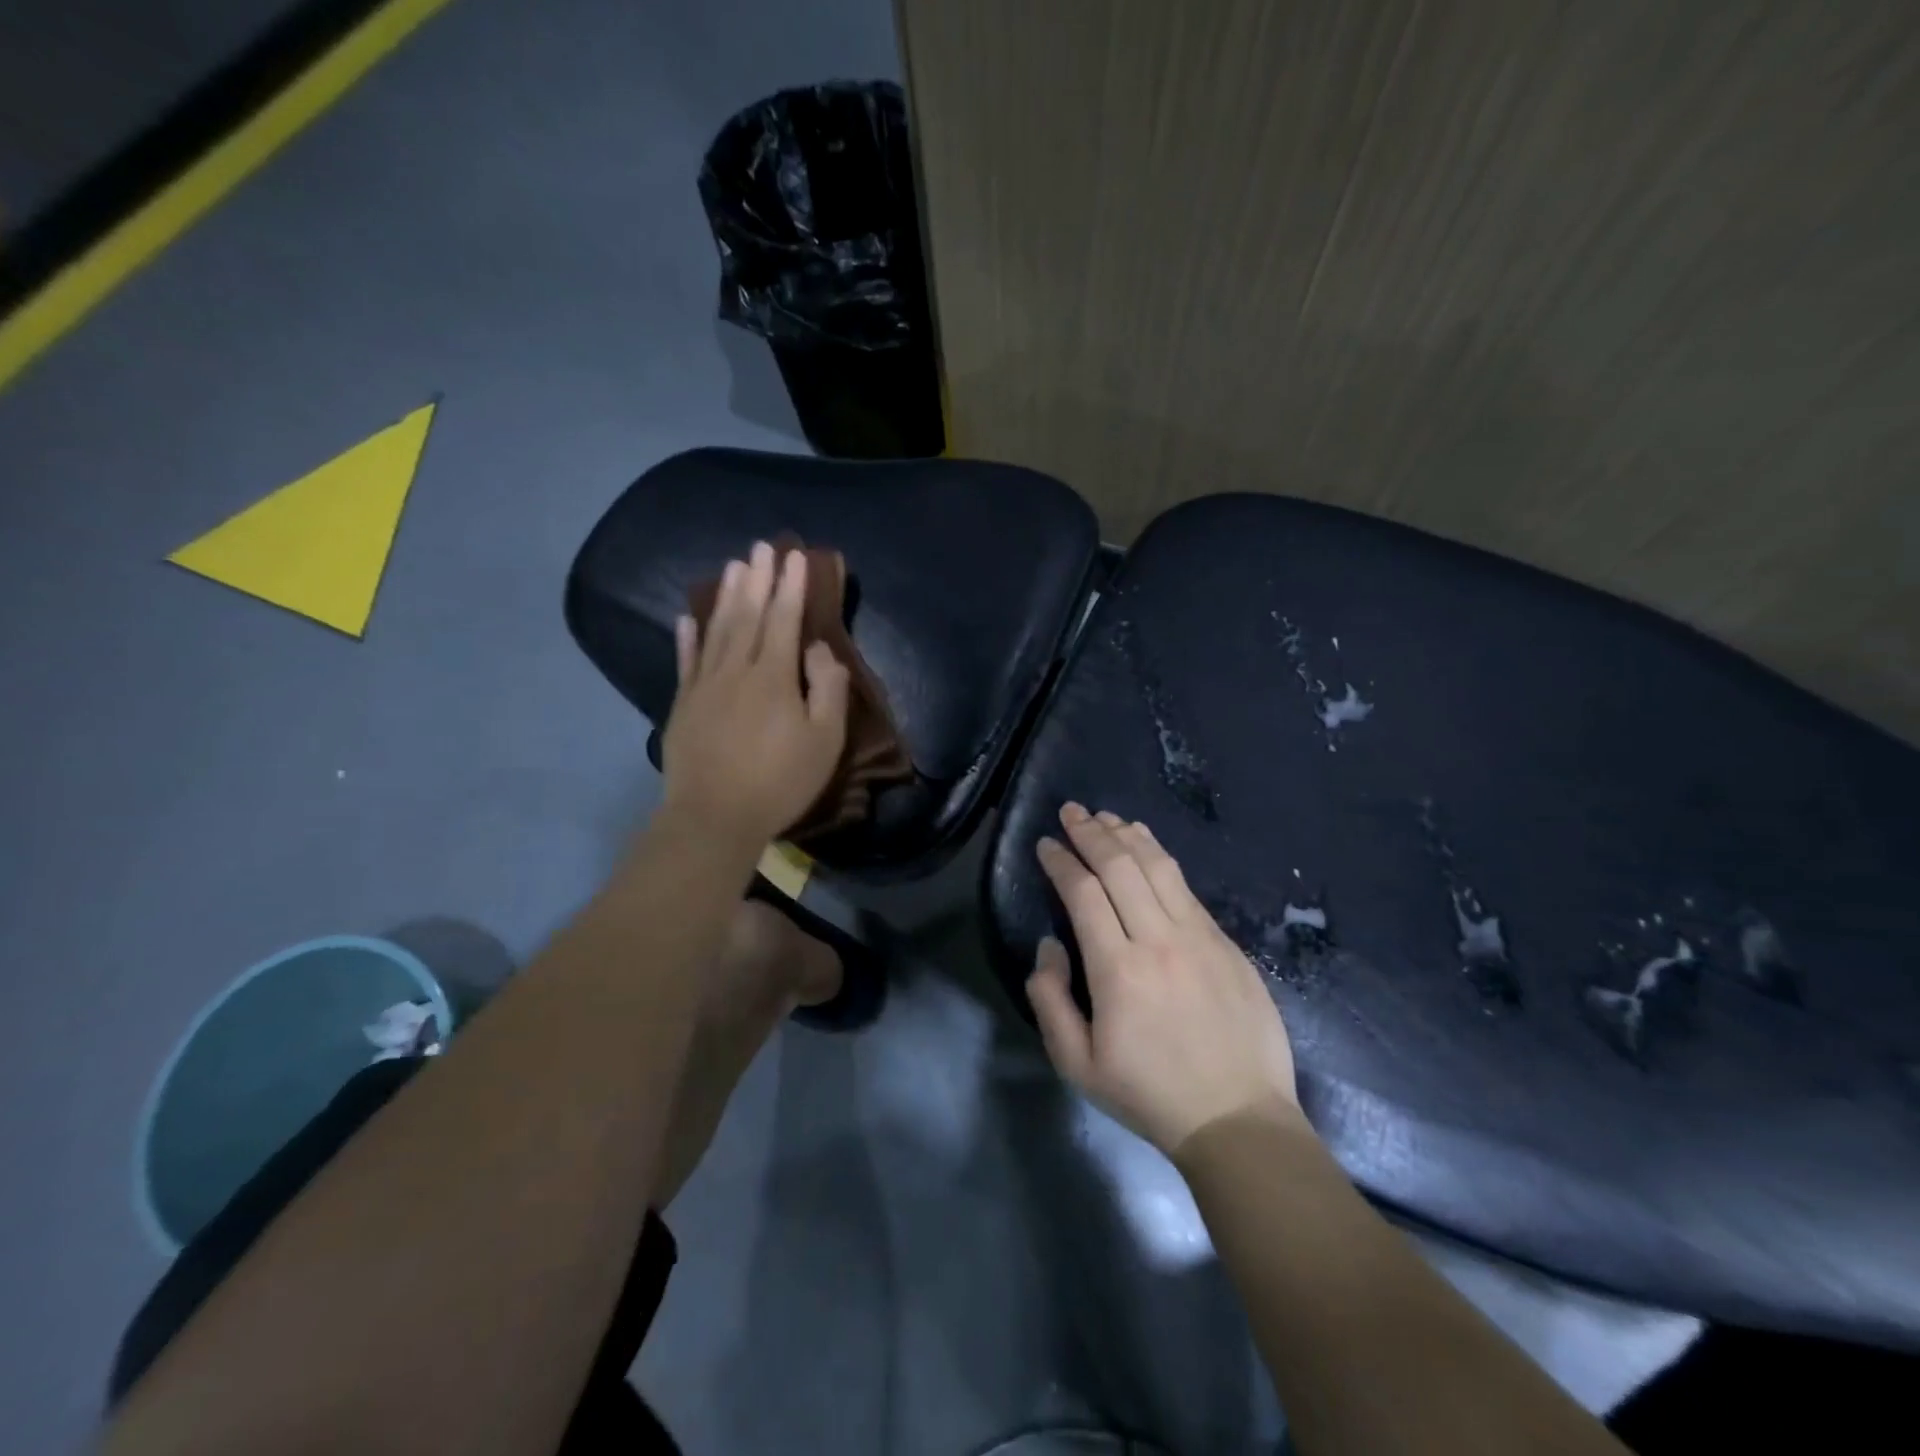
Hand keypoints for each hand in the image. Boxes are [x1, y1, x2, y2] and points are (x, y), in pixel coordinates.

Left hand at [659, 542, 850, 846]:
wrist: (714, 817)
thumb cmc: (780, 781)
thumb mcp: (825, 741)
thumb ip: (828, 689)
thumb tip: (820, 649)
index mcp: (774, 676)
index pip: (783, 619)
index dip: (790, 586)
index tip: (795, 557)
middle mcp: (736, 670)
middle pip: (747, 615)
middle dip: (756, 579)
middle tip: (760, 546)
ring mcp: (704, 686)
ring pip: (716, 631)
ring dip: (725, 596)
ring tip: (732, 567)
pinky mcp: (683, 705)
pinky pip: (685, 661)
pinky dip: (687, 637)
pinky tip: (687, 618)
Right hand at [1026, 803, 1303, 1156]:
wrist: (1238, 1120)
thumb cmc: (1150, 1095)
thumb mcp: (1077, 1065)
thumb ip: (1050, 1000)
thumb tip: (1050, 946)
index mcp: (1119, 970)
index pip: (1084, 893)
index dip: (1061, 862)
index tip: (1046, 844)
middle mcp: (1159, 940)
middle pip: (1120, 867)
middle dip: (1090, 833)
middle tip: (1071, 811)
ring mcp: (1199, 937)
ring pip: (1158, 867)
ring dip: (1127, 835)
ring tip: (1105, 816)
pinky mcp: (1226, 943)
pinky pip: (1186, 887)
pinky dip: (1160, 857)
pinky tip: (1147, 845)